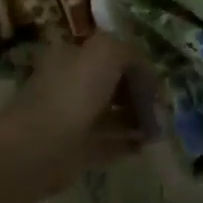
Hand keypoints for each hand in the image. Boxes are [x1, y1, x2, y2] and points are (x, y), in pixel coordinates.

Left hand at [0, 34, 143, 196]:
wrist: (41, 146)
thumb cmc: (73, 92)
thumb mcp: (106, 53)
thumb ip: (130, 54)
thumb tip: (145, 70)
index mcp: (70, 56)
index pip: (107, 53)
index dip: (133, 62)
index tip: (155, 77)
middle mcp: (68, 84)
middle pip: (110, 84)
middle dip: (137, 92)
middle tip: (160, 105)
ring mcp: (71, 118)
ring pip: (111, 114)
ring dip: (136, 119)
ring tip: (158, 127)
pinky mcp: (75, 150)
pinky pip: (108, 143)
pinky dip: (127, 143)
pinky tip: (146, 145)